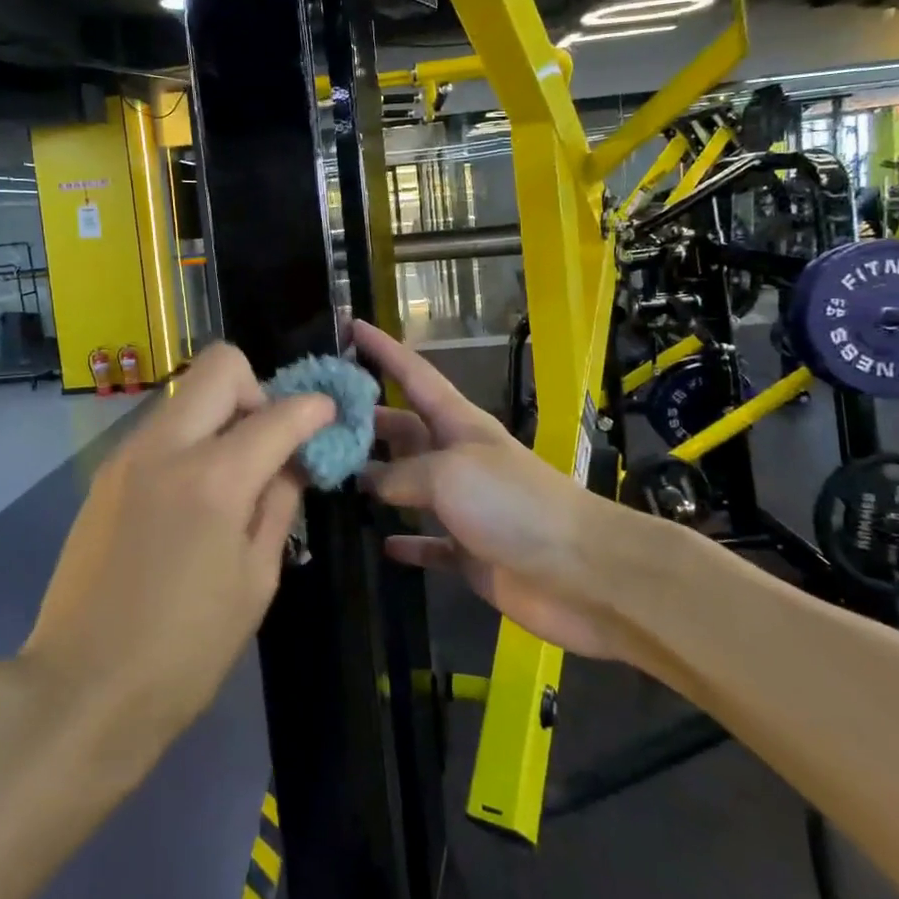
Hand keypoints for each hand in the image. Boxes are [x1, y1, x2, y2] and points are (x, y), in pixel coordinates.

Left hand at [18, 343, 333, 763]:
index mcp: (213, 478)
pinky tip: (193, 496)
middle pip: (220, 367)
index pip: (278, 414)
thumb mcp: (255, 580)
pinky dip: (189, 440)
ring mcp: (126, 456)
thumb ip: (279, 504)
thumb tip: (294, 460)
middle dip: (258, 390)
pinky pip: (160, 429)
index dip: (314, 410)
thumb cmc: (185, 650)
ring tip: (232, 474)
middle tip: (269, 441)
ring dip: (221, 414)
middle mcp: (165, 448)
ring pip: (186, 394)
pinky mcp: (105, 475)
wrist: (82, 689)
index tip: (328, 418)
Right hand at [352, 320, 663, 662]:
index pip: (414, 375)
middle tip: (317, 422)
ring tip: (332, 479)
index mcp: (459, 424)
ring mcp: (463, 506)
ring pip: (408, 485)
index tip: (350, 326)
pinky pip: (427, 543)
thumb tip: (370, 483)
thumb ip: (401, 474)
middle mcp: (458, 458)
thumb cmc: (513, 504)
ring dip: (376, 482)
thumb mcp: (449, 473)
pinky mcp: (468, 552)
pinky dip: (406, 542)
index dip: (383, 350)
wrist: (580, 572)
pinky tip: (381, 544)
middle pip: (403, 429)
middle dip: (367, 421)